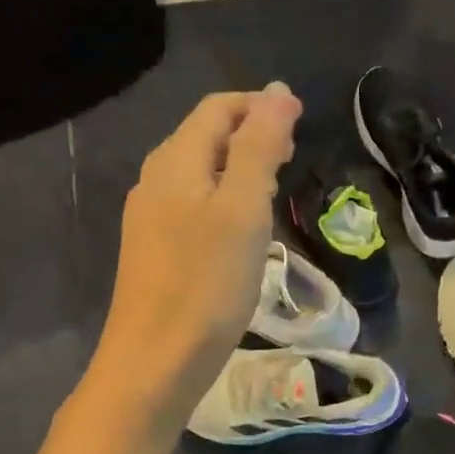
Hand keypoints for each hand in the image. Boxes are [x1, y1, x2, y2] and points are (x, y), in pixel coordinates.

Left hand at [94, 83, 301, 418]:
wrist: (153, 363)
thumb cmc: (205, 282)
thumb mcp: (242, 207)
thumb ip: (260, 144)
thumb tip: (279, 90)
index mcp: (175, 160)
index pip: (219, 108)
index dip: (261, 105)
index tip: (303, 123)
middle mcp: (156, 179)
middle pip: (207, 135)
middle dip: (252, 133)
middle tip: (294, 154)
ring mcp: (151, 216)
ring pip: (202, 170)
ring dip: (241, 165)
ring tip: (277, 185)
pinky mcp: (156, 248)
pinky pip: (194, 202)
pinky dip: (226, 197)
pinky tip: (244, 225)